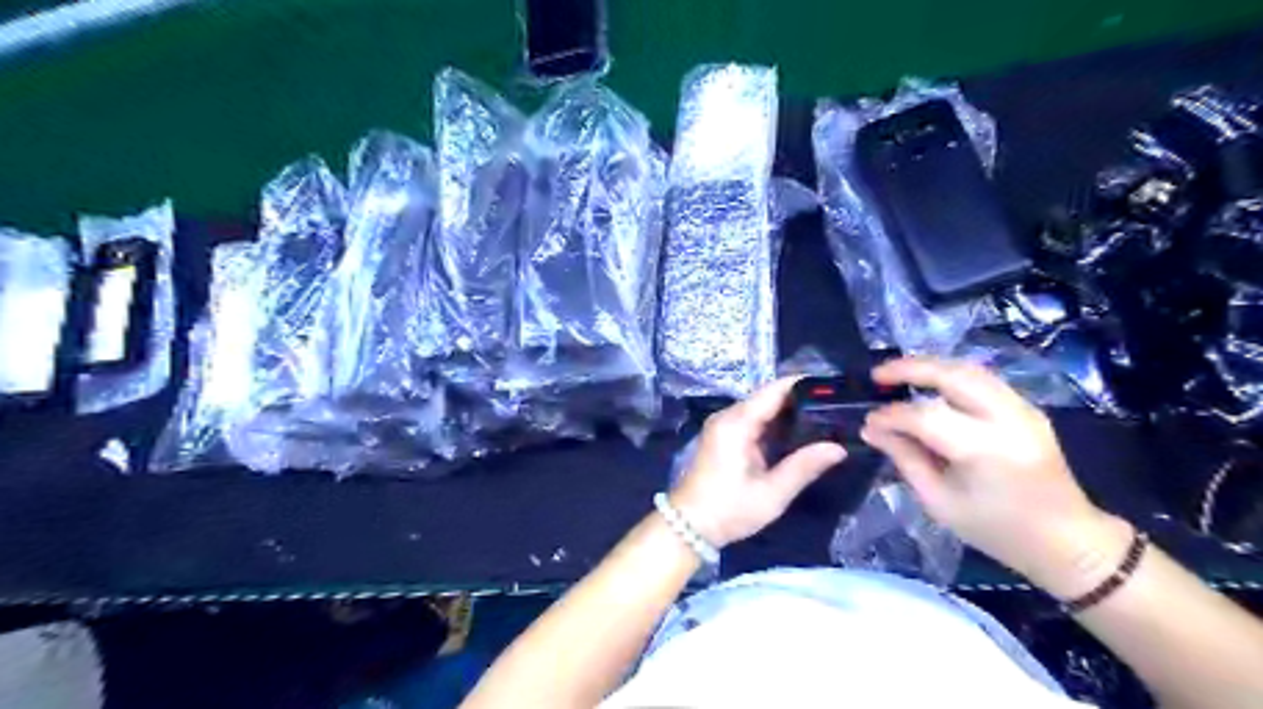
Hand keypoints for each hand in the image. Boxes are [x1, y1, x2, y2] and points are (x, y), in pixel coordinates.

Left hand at [676, 376, 841, 546]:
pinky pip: (753, 420)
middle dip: (800, 400)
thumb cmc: (730, 509)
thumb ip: (805, 466)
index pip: (774, 390)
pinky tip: (798, 434)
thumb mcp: (772, 493)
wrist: (690, 525)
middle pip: (768, 396)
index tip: (832, 388)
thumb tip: (839, 448)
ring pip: (762, 408)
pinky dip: (775, 424)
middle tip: (834, 408)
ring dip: (789, 412)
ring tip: (824, 419)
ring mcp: (724, 424)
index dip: (803, 385)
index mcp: (737, 423)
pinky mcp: (724, 435)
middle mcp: (728, 415)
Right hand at [864, 357, 1130, 593]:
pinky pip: (982, 380)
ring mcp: (1023, 410)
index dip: (891, 416)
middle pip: (952, 375)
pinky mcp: (1027, 409)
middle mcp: (1007, 420)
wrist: (1067, 541)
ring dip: (929, 368)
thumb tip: (873, 430)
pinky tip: (929, 387)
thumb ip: (905, 458)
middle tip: (878, 376)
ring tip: (898, 375)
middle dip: (909, 369)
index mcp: (985, 450)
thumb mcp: (940, 502)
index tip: (869, 423)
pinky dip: (950, 377)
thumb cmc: (997, 530)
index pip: (925, 417)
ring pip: (969, 370)